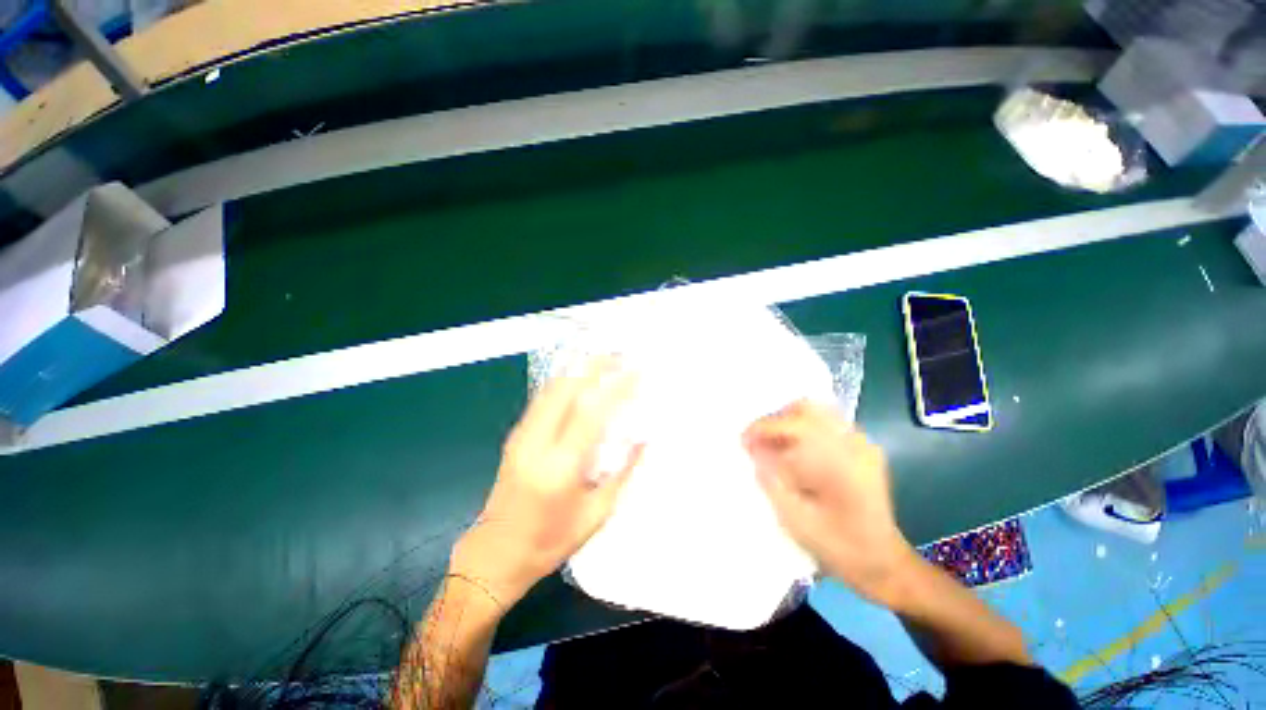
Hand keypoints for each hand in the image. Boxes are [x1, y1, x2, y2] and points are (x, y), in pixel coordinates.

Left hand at [451, 357, 642, 606]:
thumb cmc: (550, 541)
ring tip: (603, 359)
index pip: (591, 413)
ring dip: (579, 368)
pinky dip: (564, 380)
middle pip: (567, 389)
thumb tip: (643, 438)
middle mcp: (536, 443)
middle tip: (620, 355)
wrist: (495, 553)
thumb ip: (623, 472)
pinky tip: (579, 375)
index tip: (636, 371)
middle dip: (595, 366)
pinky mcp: (515, 435)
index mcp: (559, 468)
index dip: (616, 387)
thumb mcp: (597, 514)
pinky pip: (542, 398)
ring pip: (552, 388)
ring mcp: (521, 436)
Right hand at [744, 401, 917, 606]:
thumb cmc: (839, 547)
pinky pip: (827, 424)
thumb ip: (772, 480)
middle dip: (776, 419)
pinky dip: (804, 430)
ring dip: (789, 423)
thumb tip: (754, 449)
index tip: (743, 440)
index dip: (763, 428)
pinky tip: (794, 452)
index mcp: (840, 462)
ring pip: (817, 413)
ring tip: (773, 445)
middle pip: (808, 408)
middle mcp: (854, 444)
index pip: (794, 425)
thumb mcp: (796, 520)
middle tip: (758, 440)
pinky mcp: (863, 449)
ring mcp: (862, 444)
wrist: (884, 565)